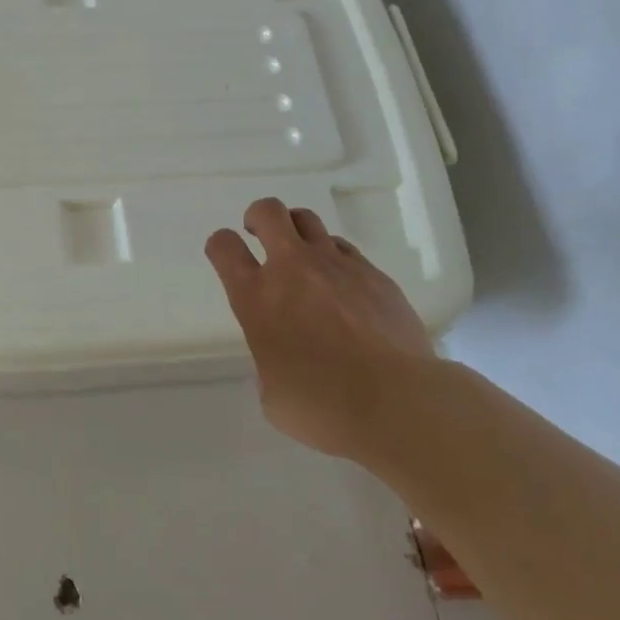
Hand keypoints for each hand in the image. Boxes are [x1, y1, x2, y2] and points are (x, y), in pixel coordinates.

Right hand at [205, 197, 433, 458]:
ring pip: (308, 220)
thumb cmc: (324, 407)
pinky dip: (335, 258)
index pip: (224, 247)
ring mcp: (337, 266)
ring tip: (301, 255)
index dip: (220, 246)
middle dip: (258, 216)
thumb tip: (283, 360)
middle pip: (268, 212)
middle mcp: (292, 269)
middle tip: (259, 233)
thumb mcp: (273, 395)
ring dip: (296, 231)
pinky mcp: (374, 274)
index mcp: (257, 297)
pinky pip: (346, 249)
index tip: (226, 256)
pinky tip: (343, 285)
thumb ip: (269, 363)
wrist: (398, 403)